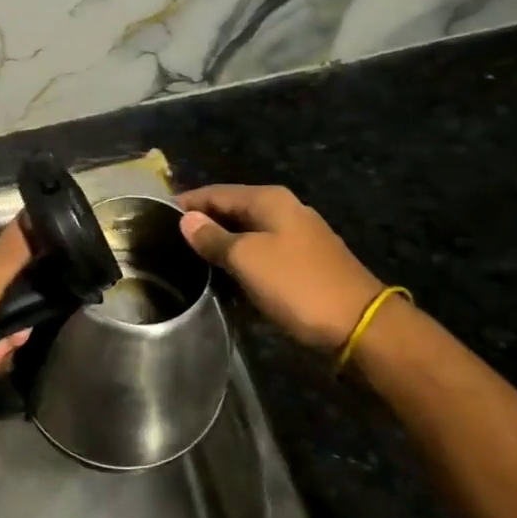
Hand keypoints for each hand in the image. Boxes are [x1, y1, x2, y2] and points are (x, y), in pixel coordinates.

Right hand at [178, 184, 384, 352]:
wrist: (360, 325)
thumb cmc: (297, 284)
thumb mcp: (247, 259)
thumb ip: (213, 237)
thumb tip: (187, 219)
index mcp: (269, 200)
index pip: (216, 192)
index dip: (187, 203)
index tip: (156, 216)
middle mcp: (284, 210)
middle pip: (232, 211)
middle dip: (203, 224)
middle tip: (169, 243)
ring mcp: (297, 237)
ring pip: (248, 234)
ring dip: (222, 246)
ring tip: (190, 263)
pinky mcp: (304, 264)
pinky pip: (263, 255)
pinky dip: (242, 263)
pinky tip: (226, 280)